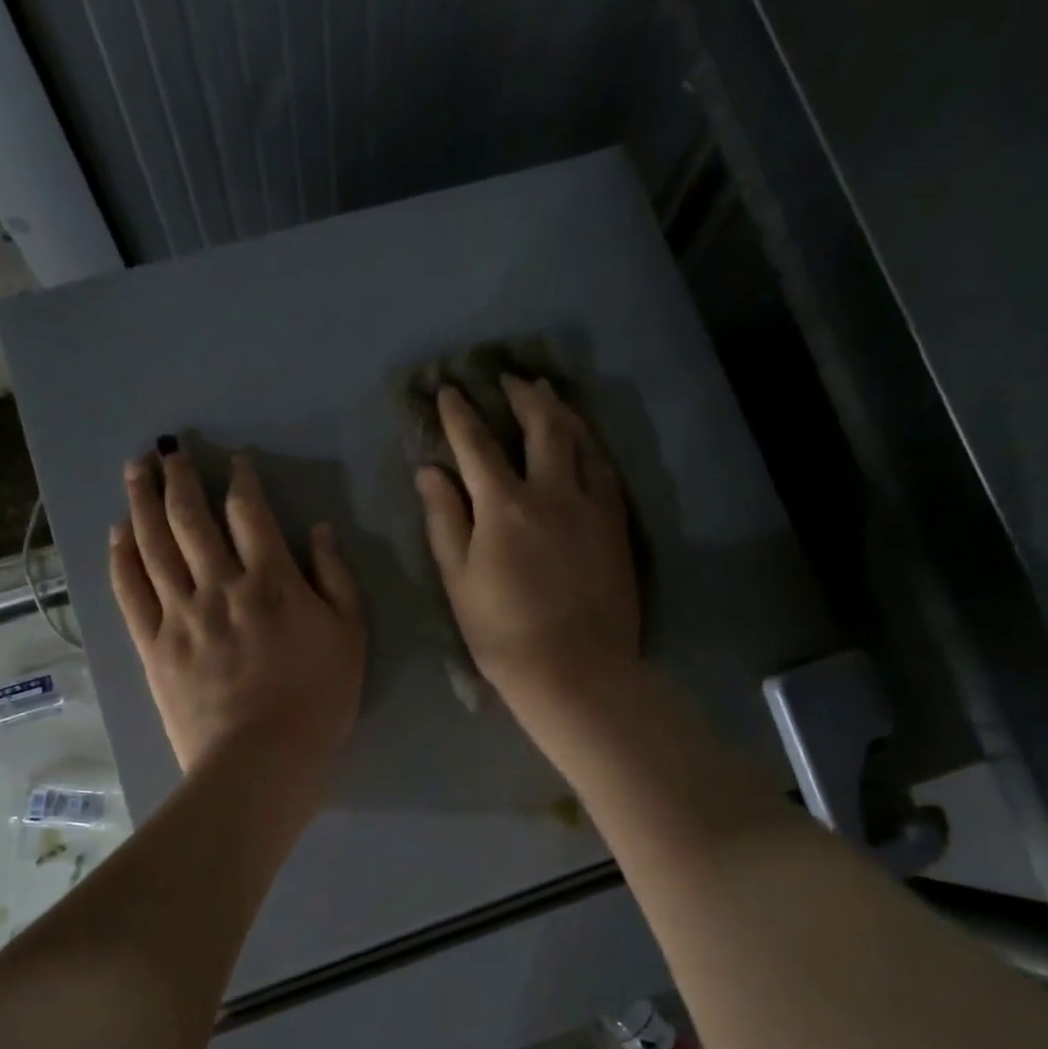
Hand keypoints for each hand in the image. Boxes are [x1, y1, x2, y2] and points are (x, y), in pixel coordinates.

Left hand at [110, 441, 366, 775]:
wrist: (262, 760)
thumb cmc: (318, 700)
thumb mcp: (351, 636)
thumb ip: (336, 577)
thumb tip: (319, 530)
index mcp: (271, 581)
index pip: (250, 513)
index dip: (240, 479)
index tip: (233, 460)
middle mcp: (220, 585)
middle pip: (191, 518)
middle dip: (178, 477)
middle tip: (167, 449)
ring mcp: (181, 615)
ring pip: (154, 545)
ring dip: (142, 502)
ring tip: (134, 469)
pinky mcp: (153, 645)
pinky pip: (131, 591)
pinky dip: (122, 558)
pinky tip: (117, 533)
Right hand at [415, 378, 639, 714]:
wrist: (575, 671)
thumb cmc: (503, 633)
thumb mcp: (459, 579)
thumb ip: (445, 519)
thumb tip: (430, 470)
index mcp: (505, 505)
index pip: (477, 444)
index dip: (460, 413)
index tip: (448, 390)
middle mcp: (553, 492)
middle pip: (541, 427)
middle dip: (523, 396)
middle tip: (511, 377)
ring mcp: (592, 506)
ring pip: (582, 441)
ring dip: (562, 411)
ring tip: (550, 394)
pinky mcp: (617, 525)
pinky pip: (606, 470)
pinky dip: (591, 446)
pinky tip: (586, 443)